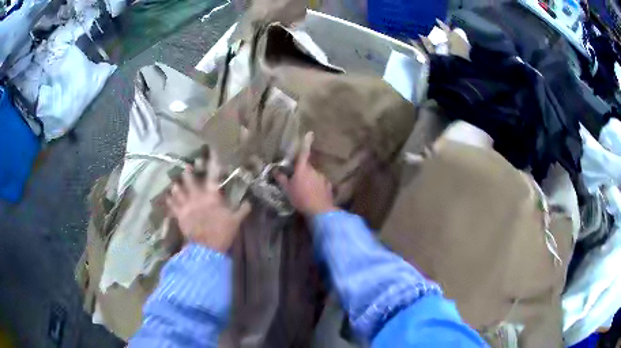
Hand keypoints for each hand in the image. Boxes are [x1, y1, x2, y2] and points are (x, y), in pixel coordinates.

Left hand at [167, 153, 251, 251]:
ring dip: (176, 185)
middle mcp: (197, 196)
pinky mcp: (179, 215)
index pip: (213, 174)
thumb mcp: (236, 221)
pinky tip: (167, 197)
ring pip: (178, 190)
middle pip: (190, 179)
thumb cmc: (222, 232)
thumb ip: (242, 210)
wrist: (207, 247)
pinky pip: (172, 205)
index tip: (211, 152)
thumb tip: (249, 201)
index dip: (212, 162)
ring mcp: (186, 205)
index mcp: (212, 195)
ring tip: (174, 182)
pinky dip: (169, 200)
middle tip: (186, 166)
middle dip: (187, 172)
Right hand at [277, 132, 336, 215]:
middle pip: (307, 167)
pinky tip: (313, 195)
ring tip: (305, 193)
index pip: (303, 153)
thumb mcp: (287, 190)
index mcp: (303, 169)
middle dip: (303, 172)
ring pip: (314, 176)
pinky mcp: (328, 186)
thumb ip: (282, 179)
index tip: (310, 133)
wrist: (320, 210)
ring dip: (310, 180)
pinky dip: (316, 187)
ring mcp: (322, 177)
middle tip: (297, 183)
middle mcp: (314, 170)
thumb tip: (276, 170)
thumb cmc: (300, 198)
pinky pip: (320, 183)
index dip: (306, 142)